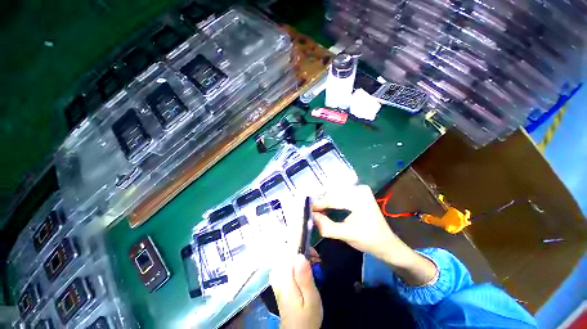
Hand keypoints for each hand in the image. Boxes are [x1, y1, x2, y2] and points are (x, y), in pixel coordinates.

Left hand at [270, 254, 322, 328]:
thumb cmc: (306, 316)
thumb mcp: (311, 299)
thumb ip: (304, 278)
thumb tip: (300, 255)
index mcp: (284, 277)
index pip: (290, 250)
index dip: (304, 249)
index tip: (315, 256)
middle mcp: (277, 273)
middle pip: (289, 251)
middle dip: (304, 252)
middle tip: (316, 261)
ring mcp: (277, 274)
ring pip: (289, 254)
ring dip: (302, 257)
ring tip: (313, 265)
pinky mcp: (279, 277)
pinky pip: (288, 261)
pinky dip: (298, 261)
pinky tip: (305, 269)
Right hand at [312, 185, 411, 263]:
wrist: (387, 244)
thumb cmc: (369, 241)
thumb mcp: (346, 235)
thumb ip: (327, 226)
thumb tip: (311, 216)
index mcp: (359, 197)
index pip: (333, 199)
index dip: (318, 205)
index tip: (306, 210)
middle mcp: (359, 189)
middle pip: (334, 196)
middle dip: (321, 204)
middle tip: (310, 212)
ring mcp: (360, 190)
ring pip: (336, 195)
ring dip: (326, 203)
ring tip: (316, 211)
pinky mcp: (359, 194)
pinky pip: (341, 197)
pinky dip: (332, 203)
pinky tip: (326, 209)